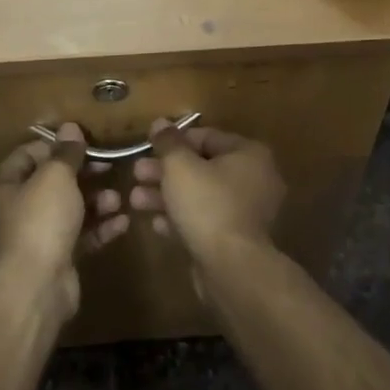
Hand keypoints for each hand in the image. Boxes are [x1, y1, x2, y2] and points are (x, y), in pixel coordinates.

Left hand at [0, 124, 129, 318]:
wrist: (36, 286)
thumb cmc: (40, 220)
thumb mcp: (55, 176)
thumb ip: (66, 152)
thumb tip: (70, 127)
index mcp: (4, 185)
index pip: (29, 154)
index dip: (58, 146)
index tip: (87, 142)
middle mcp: (15, 209)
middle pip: (53, 182)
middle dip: (84, 174)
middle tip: (110, 167)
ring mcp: (36, 235)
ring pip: (70, 210)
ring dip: (97, 202)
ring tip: (119, 199)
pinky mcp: (57, 258)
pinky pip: (82, 235)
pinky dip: (101, 227)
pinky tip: (123, 222)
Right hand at [130, 121, 284, 268]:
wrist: (230, 267)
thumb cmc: (207, 204)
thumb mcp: (180, 166)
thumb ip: (168, 142)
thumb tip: (160, 122)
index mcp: (249, 154)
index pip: (208, 136)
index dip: (175, 140)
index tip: (148, 147)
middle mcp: (255, 179)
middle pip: (202, 167)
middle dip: (165, 171)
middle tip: (136, 173)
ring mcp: (247, 212)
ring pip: (200, 195)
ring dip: (167, 195)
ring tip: (135, 200)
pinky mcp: (236, 239)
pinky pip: (205, 220)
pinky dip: (181, 219)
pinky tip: (156, 224)